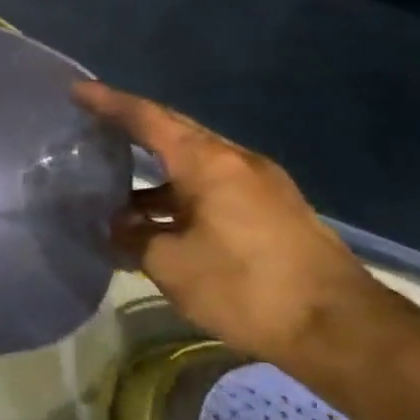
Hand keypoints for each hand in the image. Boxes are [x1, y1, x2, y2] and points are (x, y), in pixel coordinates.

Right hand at [74, 81, 384, 362]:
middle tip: (93, 128)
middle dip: (133, 129)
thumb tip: (119, 225)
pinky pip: (213, 188)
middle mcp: (236, 162)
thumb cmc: (245, 286)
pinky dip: (179, 195)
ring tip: (115, 190)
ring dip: (155, 175)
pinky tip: (158, 221)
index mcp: (208, 163)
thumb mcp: (170, 264)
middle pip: (175, 133)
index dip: (109, 103)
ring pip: (194, 165)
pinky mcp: (273, 212)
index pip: (148, 119)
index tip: (77, 90)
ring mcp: (260, 186)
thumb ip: (134, 236)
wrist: (342, 329)